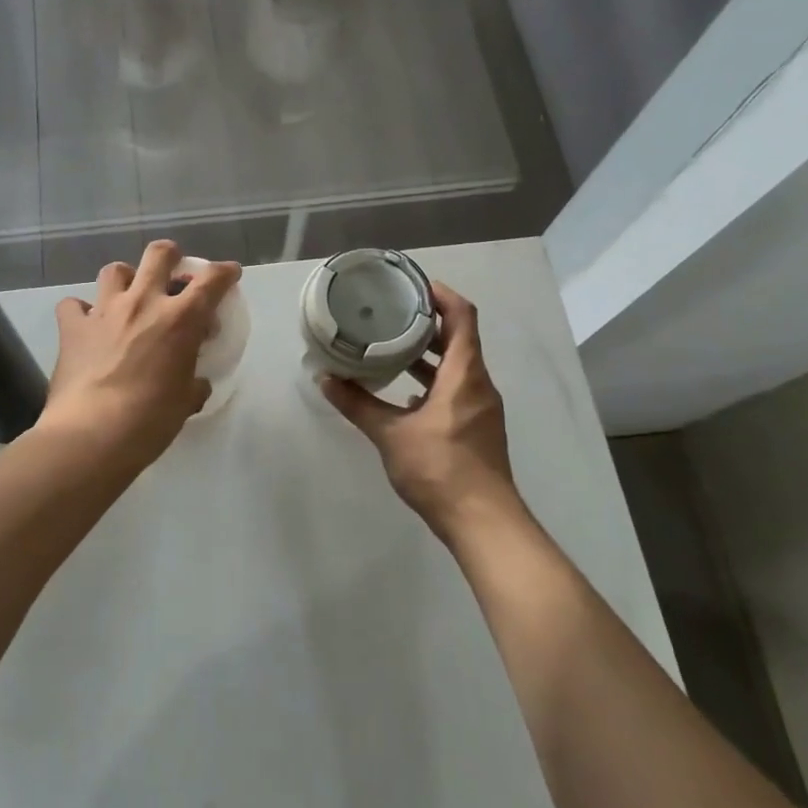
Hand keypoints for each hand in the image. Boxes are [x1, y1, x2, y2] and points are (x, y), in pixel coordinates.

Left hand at [41, 241, 239, 471]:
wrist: (93, 433)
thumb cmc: (150, 420)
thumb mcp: (186, 402)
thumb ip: (194, 384)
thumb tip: (195, 383)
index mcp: (180, 320)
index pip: (212, 281)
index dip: (225, 272)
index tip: (229, 273)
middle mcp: (143, 303)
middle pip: (159, 254)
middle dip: (170, 255)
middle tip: (173, 271)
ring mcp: (104, 311)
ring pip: (115, 270)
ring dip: (125, 278)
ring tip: (128, 295)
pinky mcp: (73, 327)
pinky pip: (73, 305)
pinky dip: (80, 311)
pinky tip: (86, 325)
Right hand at [321, 282, 526, 545]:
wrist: (483, 522)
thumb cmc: (440, 470)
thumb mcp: (392, 435)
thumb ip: (358, 404)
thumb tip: (325, 378)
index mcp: (464, 375)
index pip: (462, 317)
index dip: (441, 295)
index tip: (412, 284)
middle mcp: (478, 384)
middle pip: (459, 339)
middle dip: (427, 323)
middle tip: (391, 313)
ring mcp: (481, 408)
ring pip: (457, 366)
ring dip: (428, 354)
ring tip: (391, 347)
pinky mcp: (477, 427)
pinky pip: (456, 389)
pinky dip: (432, 380)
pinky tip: (404, 393)